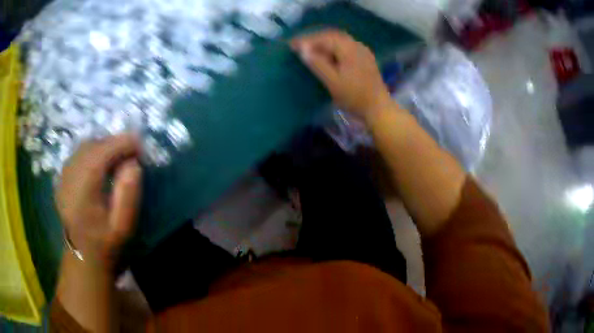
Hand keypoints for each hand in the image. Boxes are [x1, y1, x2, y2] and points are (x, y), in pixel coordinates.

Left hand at [56, 134, 141, 269]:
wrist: (83, 256)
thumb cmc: (105, 244)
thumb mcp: (123, 226)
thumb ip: (128, 194)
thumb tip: (133, 164)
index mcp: (82, 193)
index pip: (100, 154)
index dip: (120, 143)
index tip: (139, 145)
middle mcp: (69, 179)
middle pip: (91, 146)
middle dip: (113, 142)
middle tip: (131, 151)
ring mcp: (63, 177)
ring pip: (84, 147)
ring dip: (103, 146)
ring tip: (118, 155)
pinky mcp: (62, 178)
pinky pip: (78, 154)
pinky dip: (93, 151)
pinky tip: (102, 162)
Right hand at [291, 29, 392, 122]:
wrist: (378, 109)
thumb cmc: (354, 97)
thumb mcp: (333, 82)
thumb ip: (318, 64)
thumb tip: (303, 49)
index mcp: (349, 49)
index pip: (324, 38)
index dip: (307, 40)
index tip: (291, 45)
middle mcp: (357, 45)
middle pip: (332, 36)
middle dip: (315, 39)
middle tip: (299, 46)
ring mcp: (363, 51)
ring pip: (340, 41)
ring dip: (324, 43)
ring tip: (310, 50)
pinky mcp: (365, 59)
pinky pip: (346, 47)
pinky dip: (333, 48)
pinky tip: (327, 55)